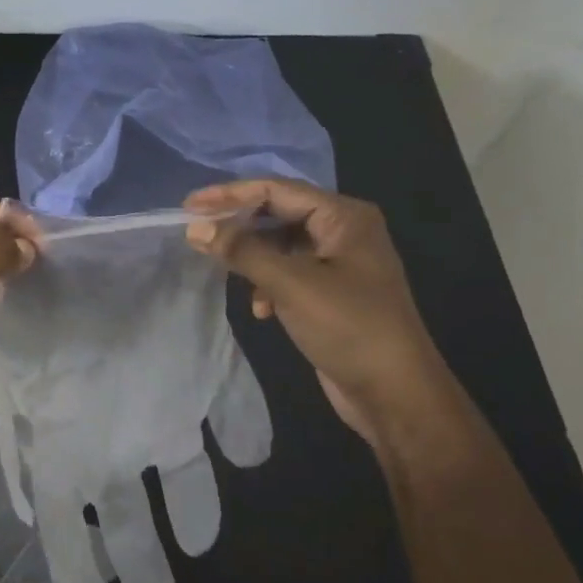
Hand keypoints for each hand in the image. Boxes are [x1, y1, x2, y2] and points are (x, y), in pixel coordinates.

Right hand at [184, 179, 451, 446]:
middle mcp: (343, 231)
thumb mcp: (290, 284)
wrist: (394, 392)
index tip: (188, 206)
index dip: (230, 195)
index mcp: (344, 217)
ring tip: (227, 274)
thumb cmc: (348, 327)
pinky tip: (261, 309)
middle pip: (278, 214)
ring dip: (252, 259)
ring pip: (279, 246)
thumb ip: (242, 251)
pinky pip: (288, 273)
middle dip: (239, 226)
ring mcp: (339, 263)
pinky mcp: (330, 292)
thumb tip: (196, 228)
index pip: (276, 190)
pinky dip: (268, 285)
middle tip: (197, 234)